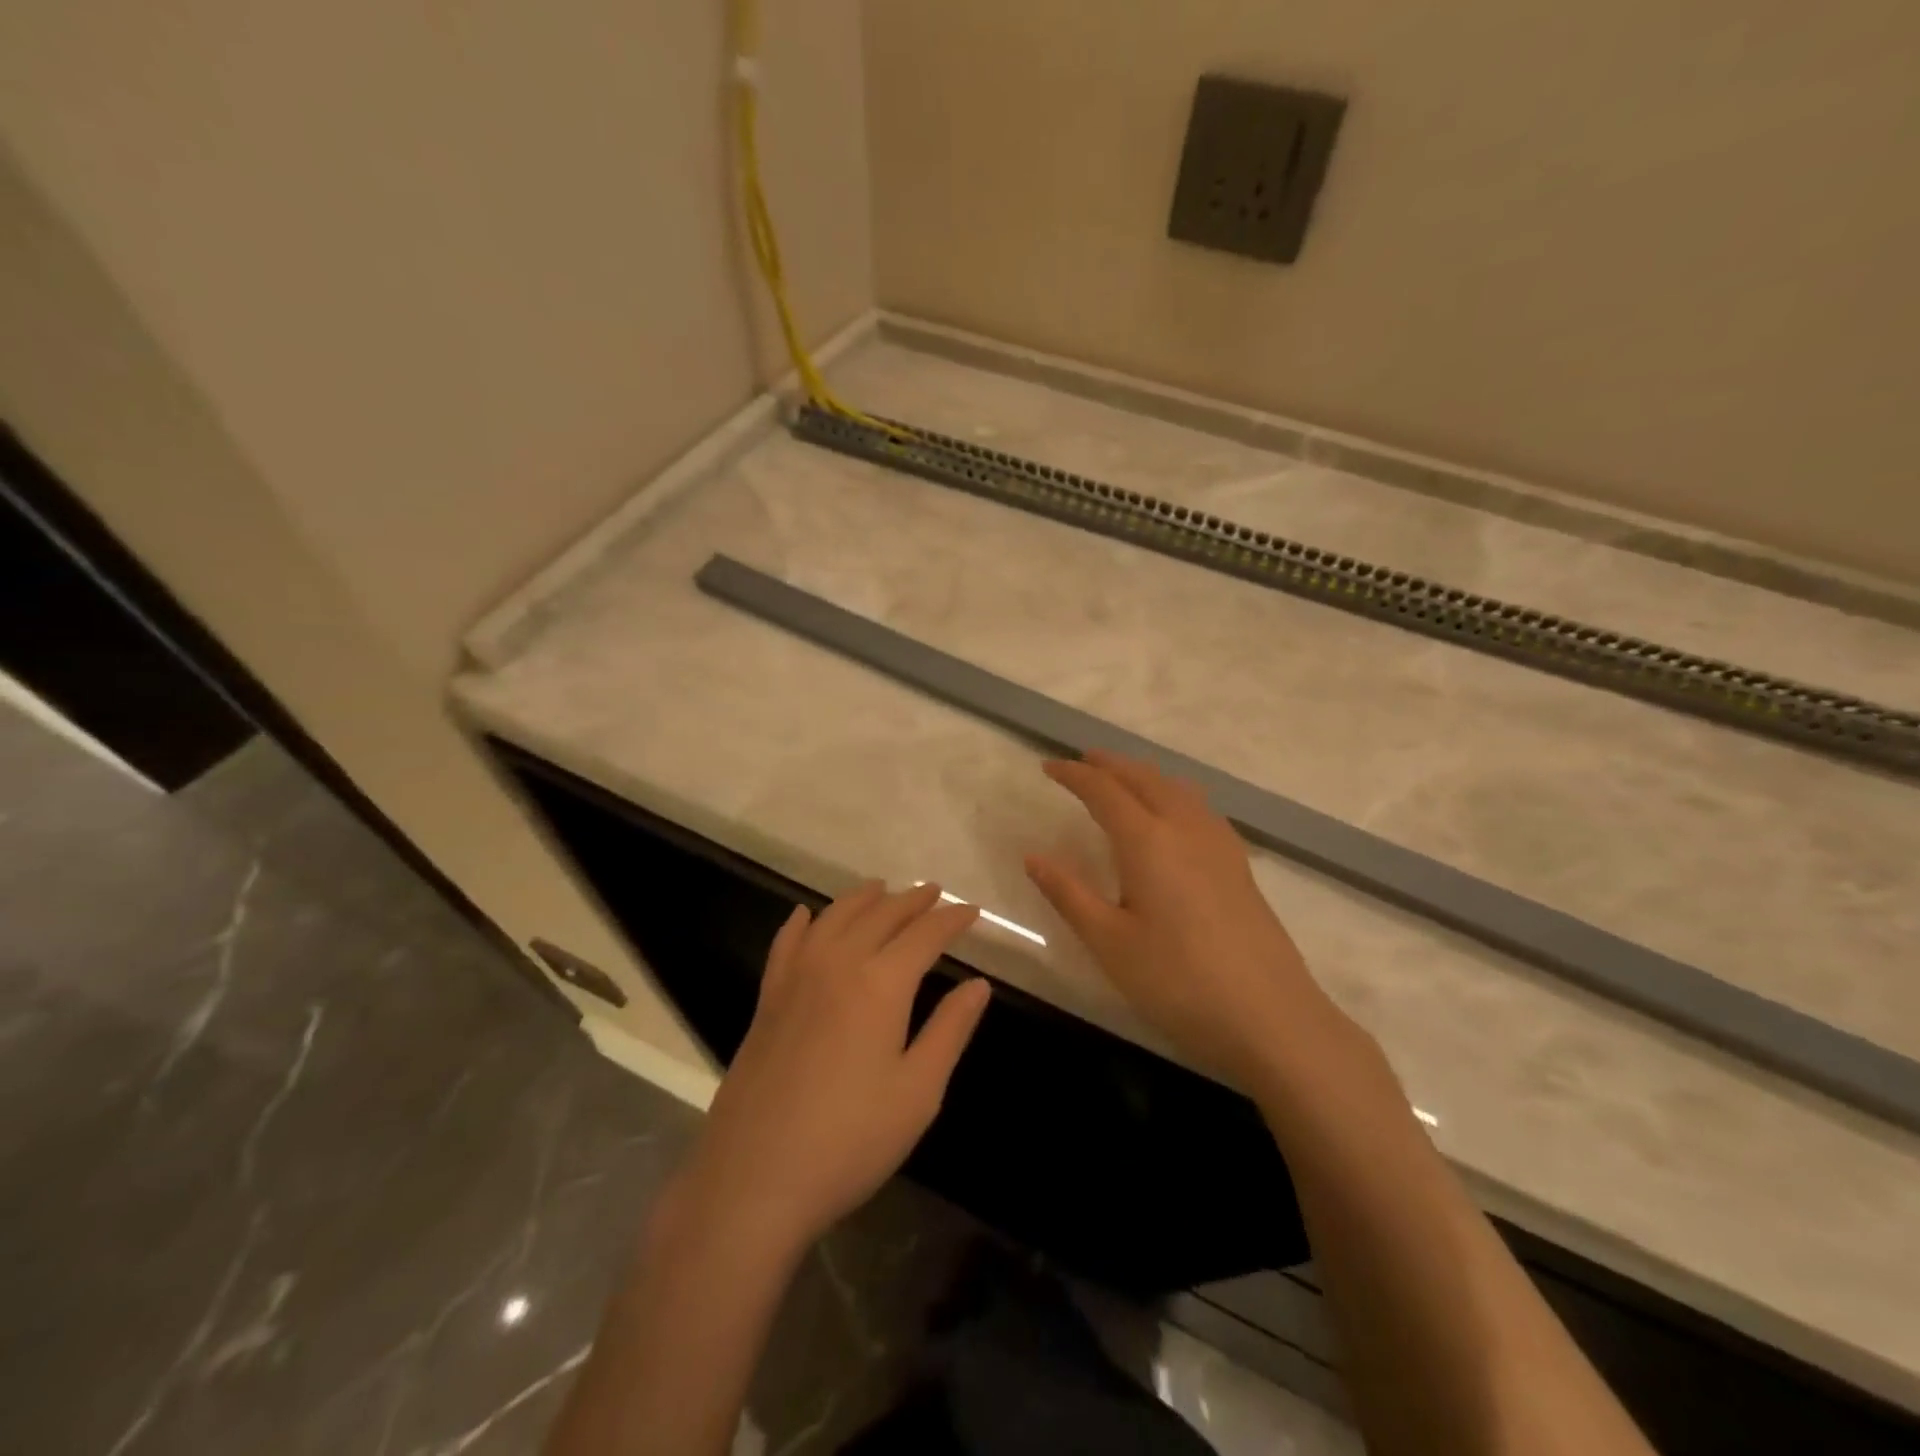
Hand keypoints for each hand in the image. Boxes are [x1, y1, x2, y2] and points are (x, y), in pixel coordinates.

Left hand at [678, 882, 990, 1255]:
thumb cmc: (850, 1140)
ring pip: (834, 918)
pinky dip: (802, 922)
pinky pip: (787, 942)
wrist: (754, 1178)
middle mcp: (838, 964)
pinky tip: (807, 915)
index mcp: (881, 984)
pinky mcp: (767, 999)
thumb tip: (979, 984)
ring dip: (863, 898)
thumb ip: (950, 1030)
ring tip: (882, 889)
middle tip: (934, 893)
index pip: (925, 934)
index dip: (952, 919)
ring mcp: (796, 977)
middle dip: (912, 900)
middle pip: (881, 915)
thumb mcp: (918, 1092)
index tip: (972, 910)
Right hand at [1025, 750, 1344, 1093]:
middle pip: (1144, 778)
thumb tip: (1033, 857)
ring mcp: (1218, 844)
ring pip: (1176, 788)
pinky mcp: (1239, 864)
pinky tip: (1174, 816)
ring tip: (1123, 780)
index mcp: (1148, 841)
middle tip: (1081, 762)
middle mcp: (1185, 828)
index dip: (1074, 775)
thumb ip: (1069, 894)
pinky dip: (1173, 793)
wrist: (1270, 1016)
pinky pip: (1199, 807)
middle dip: (1109, 764)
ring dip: (1144, 775)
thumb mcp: (1109, 942)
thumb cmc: (1177, 981)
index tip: (1048, 767)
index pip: (1104, 791)